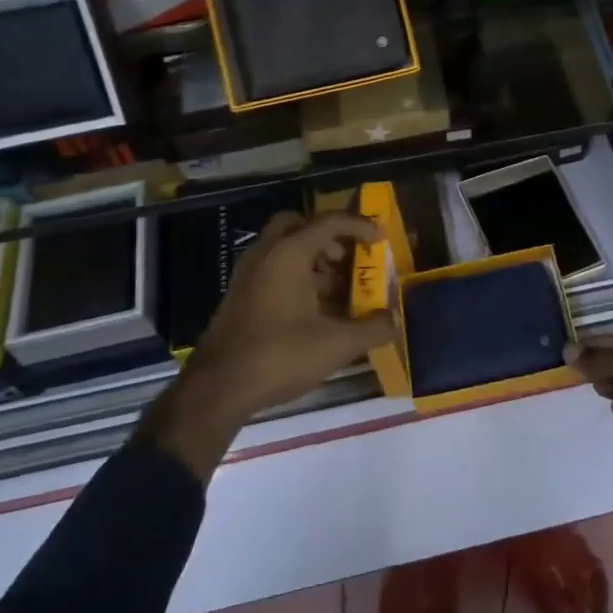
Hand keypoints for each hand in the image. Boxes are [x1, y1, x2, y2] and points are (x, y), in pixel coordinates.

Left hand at [141, 212, 393, 479]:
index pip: (329, 222)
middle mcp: (265, 253)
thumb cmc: (279, 356)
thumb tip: (395, 321)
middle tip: (347, 259)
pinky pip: (272, 269)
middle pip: (299, 225)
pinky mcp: (240, 296)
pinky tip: (312, 311)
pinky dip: (296, 276)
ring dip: (313, 259)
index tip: (380, 240)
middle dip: (327, 237)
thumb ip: (371, 329)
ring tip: (337, 291)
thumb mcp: (335, 345)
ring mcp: (248, 274)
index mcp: (288, 253)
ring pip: (284, 249)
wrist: (216, 389)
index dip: (359, 226)